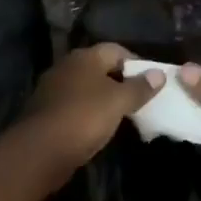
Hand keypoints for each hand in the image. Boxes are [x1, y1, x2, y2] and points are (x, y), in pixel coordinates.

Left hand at [19, 44, 160, 189]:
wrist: (40, 150)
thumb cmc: (84, 117)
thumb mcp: (118, 102)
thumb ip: (139, 87)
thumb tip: (159, 73)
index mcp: (84, 57)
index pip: (116, 50)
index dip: (136, 63)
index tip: (153, 81)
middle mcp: (67, 67)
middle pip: (101, 68)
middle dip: (122, 81)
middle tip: (143, 98)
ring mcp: (54, 89)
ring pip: (87, 88)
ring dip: (105, 98)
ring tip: (126, 114)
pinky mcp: (48, 111)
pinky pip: (76, 105)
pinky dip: (90, 112)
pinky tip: (101, 126)